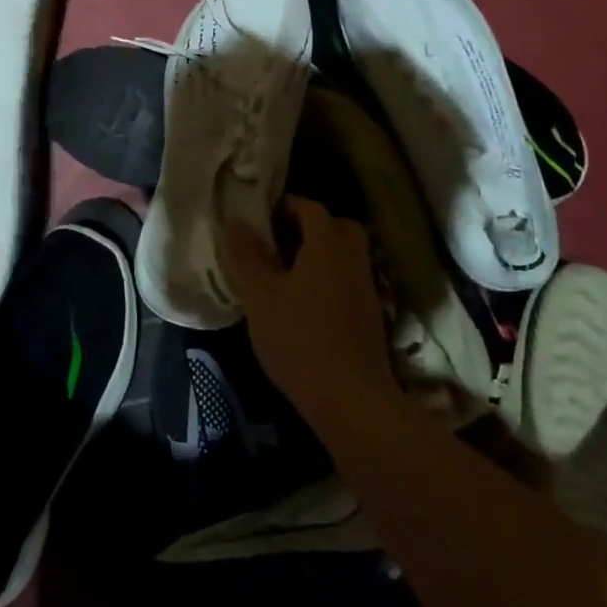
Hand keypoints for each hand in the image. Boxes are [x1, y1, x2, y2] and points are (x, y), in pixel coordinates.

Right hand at [222, 196, 400, 426]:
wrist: (351, 399)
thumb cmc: (299, 338)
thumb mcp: (260, 295)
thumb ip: (246, 255)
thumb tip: (236, 221)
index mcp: (327, 243)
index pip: (309, 207)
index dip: (283, 207)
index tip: (258, 219)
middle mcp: (353, 257)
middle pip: (334, 227)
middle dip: (306, 228)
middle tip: (275, 243)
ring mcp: (366, 287)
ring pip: (342, 255)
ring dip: (317, 256)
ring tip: (283, 275)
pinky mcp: (370, 316)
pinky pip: (346, 280)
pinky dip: (327, 280)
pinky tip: (303, 305)